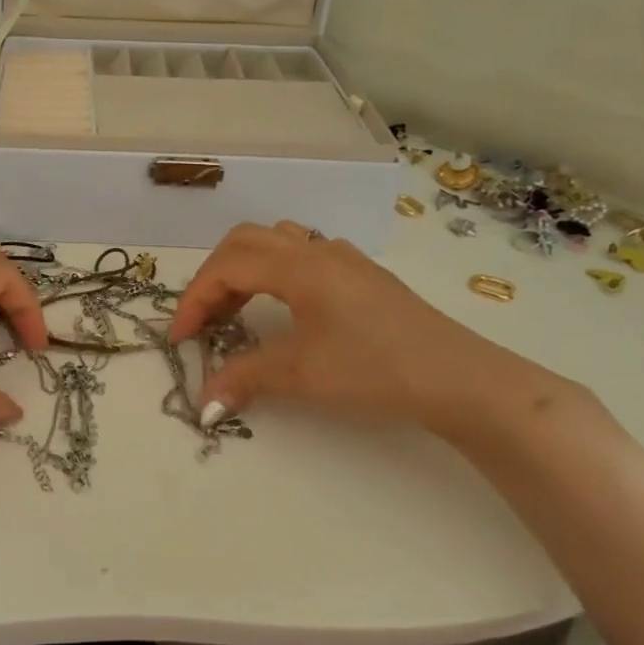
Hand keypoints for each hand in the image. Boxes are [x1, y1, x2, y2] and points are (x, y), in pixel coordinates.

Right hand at [168, 221, 555, 437]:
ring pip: (277, 243)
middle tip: (205, 321)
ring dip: (246, 270)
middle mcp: (318, 251)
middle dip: (215, 278)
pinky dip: (276, 273)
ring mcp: (346, 259)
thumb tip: (204, 402)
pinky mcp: (365, 277)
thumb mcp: (302, 375)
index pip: (227, 267)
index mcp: (299, 266)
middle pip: (246, 242)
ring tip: (239, 311)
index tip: (180, 339)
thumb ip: (245, 378)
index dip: (195, 299)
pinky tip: (287, 308)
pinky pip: (304, 255)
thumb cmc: (376, 369)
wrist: (462, 380)